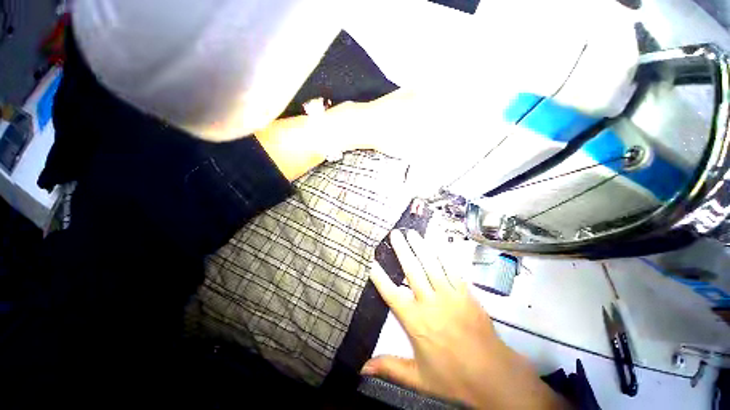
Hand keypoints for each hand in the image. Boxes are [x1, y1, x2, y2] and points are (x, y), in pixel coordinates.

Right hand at [363, 230, 567, 408]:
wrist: (493, 376)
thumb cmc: (452, 377)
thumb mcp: (417, 377)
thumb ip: (389, 367)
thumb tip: (362, 368)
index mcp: (415, 321)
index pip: (391, 293)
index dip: (379, 275)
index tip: (371, 259)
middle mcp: (429, 302)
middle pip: (412, 270)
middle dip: (402, 249)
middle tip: (395, 234)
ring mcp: (449, 295)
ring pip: (431, 264)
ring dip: (420, 246)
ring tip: (412, 233)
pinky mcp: (465, 293)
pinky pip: (452, 269)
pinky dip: (443, 254)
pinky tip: (437, 244)